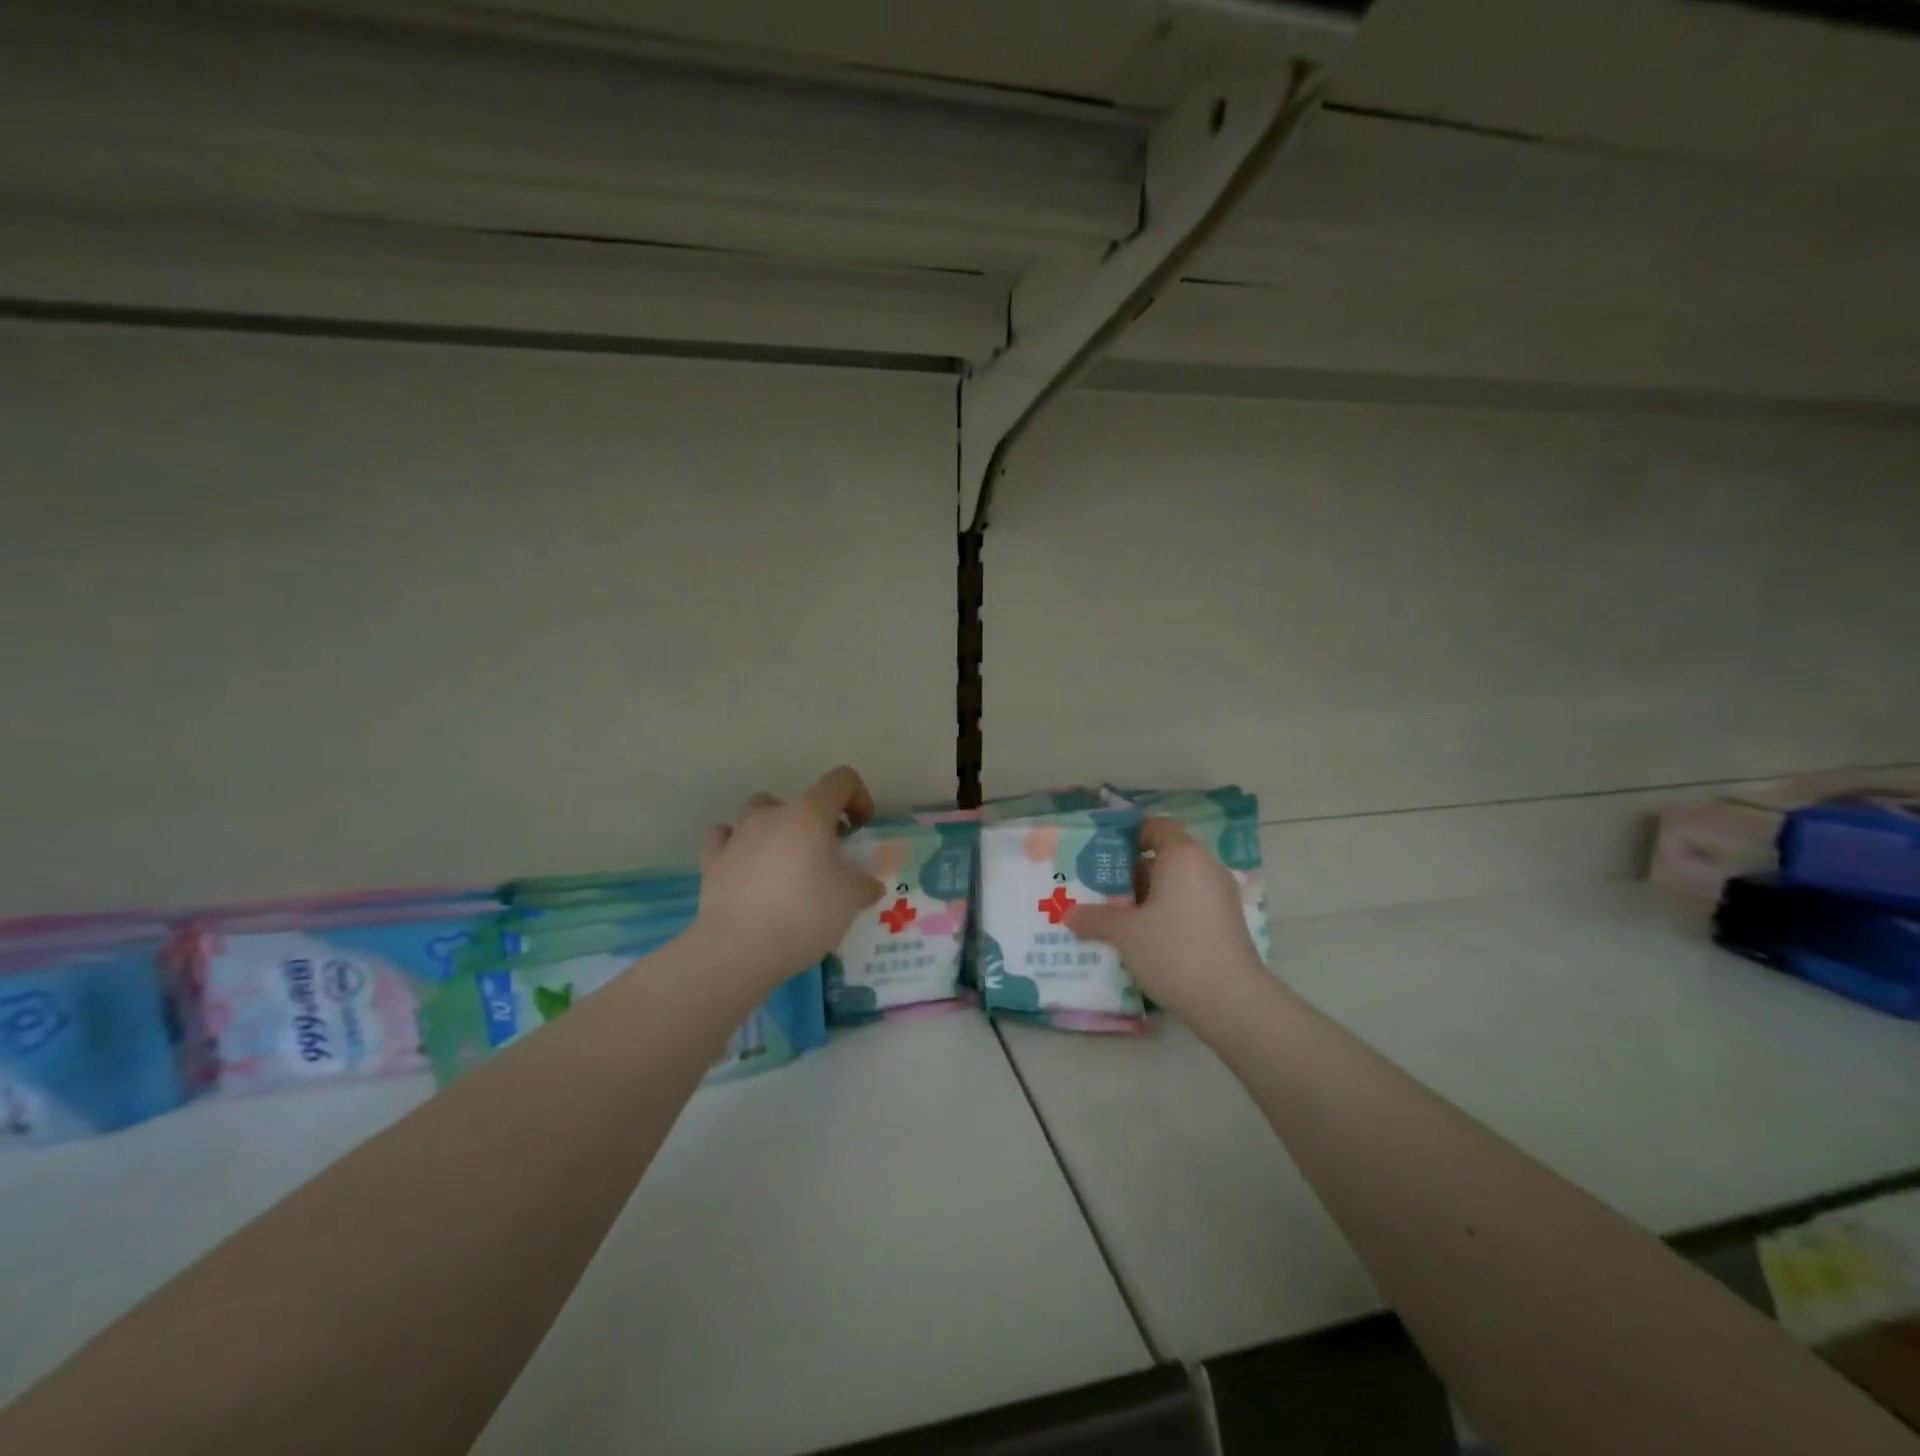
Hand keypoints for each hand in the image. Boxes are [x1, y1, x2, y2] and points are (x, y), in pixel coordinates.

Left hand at [693, 765, 884, 987]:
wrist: (739, 950)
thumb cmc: (804, 915)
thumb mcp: (850, 901)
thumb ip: (864, 885)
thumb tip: (867, 885)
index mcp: (810, 814)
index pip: (841, 780)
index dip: (858, 797)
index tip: (859, 830)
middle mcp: (772, 814)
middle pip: (801, 799)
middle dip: (818, 822)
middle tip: (827, 856)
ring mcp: (738, 834)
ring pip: (760, 812)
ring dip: (777, 828)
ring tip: (786, 862)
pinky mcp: (712, 860)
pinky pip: (725, 837)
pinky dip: (738, 845)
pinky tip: (746, 866)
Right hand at [1066, 817, 1267, 1023]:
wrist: (1230, 1001)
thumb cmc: (1174, 950)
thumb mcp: (1125, 933)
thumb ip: (1096, 918)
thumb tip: (1069, 914)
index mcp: (1182, 856)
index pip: (1156, 827)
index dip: (1130, 835)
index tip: (1103, 855)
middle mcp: (1205, 867)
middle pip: (1164, 857)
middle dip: (1131, 872)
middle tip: (1101, 889)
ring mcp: (1220, 896)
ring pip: (1176, 883)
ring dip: (1148, 896)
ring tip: (1116, 916)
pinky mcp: (1226, 922)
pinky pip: (1190, 904)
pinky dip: (1167, 912)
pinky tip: (1144, 937)